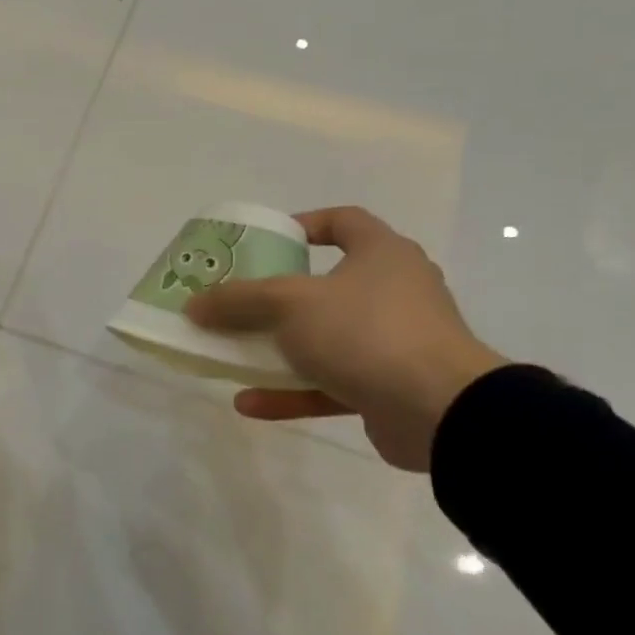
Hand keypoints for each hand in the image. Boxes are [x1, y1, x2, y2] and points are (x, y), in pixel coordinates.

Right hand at [185, 207, 506, 471]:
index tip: (266, 242)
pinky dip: (290, 391)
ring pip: (324, 339)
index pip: (343, 222)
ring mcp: (393, 343)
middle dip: (276, 298)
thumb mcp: (289, 304)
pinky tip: (247, 403)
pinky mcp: (388, 388)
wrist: (441, 412)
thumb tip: (193, 304)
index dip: (304, 225)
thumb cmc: (366, 332)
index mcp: (382, 255)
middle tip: (238, 303)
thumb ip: (238, 300)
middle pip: (325, 286)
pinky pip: (329, 383)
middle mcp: (393, 292)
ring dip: (277, 350)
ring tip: (233, 355)